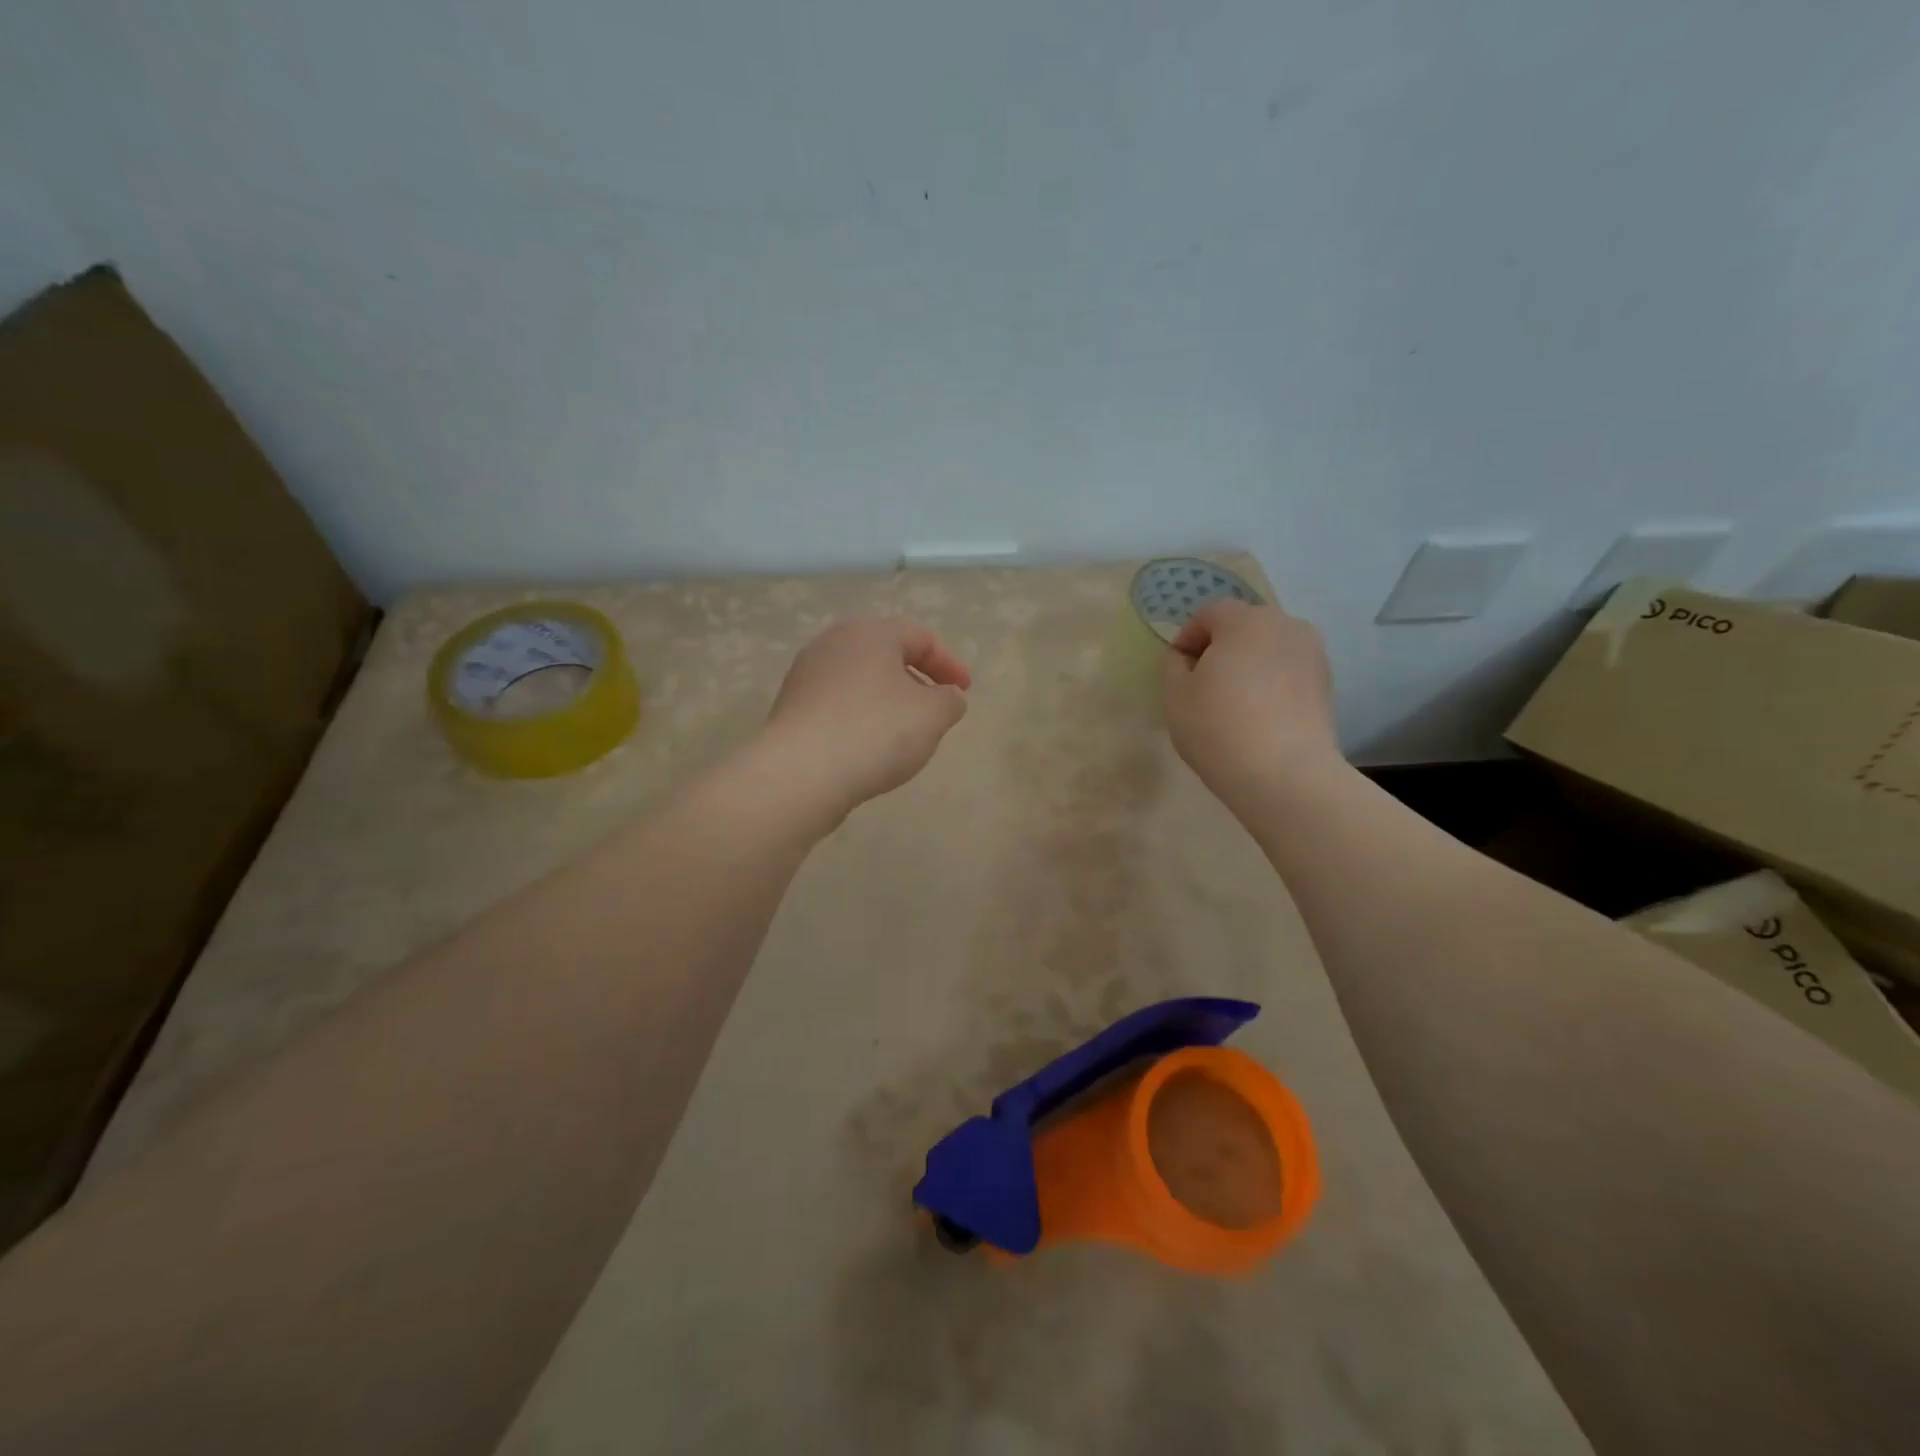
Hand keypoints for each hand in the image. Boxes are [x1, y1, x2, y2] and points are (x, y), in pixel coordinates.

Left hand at [762, 618, 970, 818]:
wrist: (800, 773)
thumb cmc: (875, 732)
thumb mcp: (933, 714)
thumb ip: (950, 700)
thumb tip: (946, 697)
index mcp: (870, 633)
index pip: (920, 637)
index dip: (949, 664)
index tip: (964, 692)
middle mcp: (832, 644)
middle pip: (885, 654)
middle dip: (915, 679)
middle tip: (934, 707)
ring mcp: (806, 676)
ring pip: (859, 681)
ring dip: (887, 701)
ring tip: (904, 733)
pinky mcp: (791, 709)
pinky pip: (838, 706)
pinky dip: (861, 718)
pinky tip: (869, 749)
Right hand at [1162, 600, 1339, 802]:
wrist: (1285, 774)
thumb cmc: (1218, 728)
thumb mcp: (1175, 695)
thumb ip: (1174, 665)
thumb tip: (1185, 657)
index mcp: (1246, 621)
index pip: (1210, 613)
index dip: (1188, 636)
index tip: (1178, 668)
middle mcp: (1286, 626)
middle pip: (1244, 626)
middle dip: (1221, 647)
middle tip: (1204, 684)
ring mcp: (1313, 655)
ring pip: (1270, 649)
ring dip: (1249, 664)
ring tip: (1234, 701)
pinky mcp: (1327, 685)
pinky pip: (1289, 672)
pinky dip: (1272, 683)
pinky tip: (1259, 716)